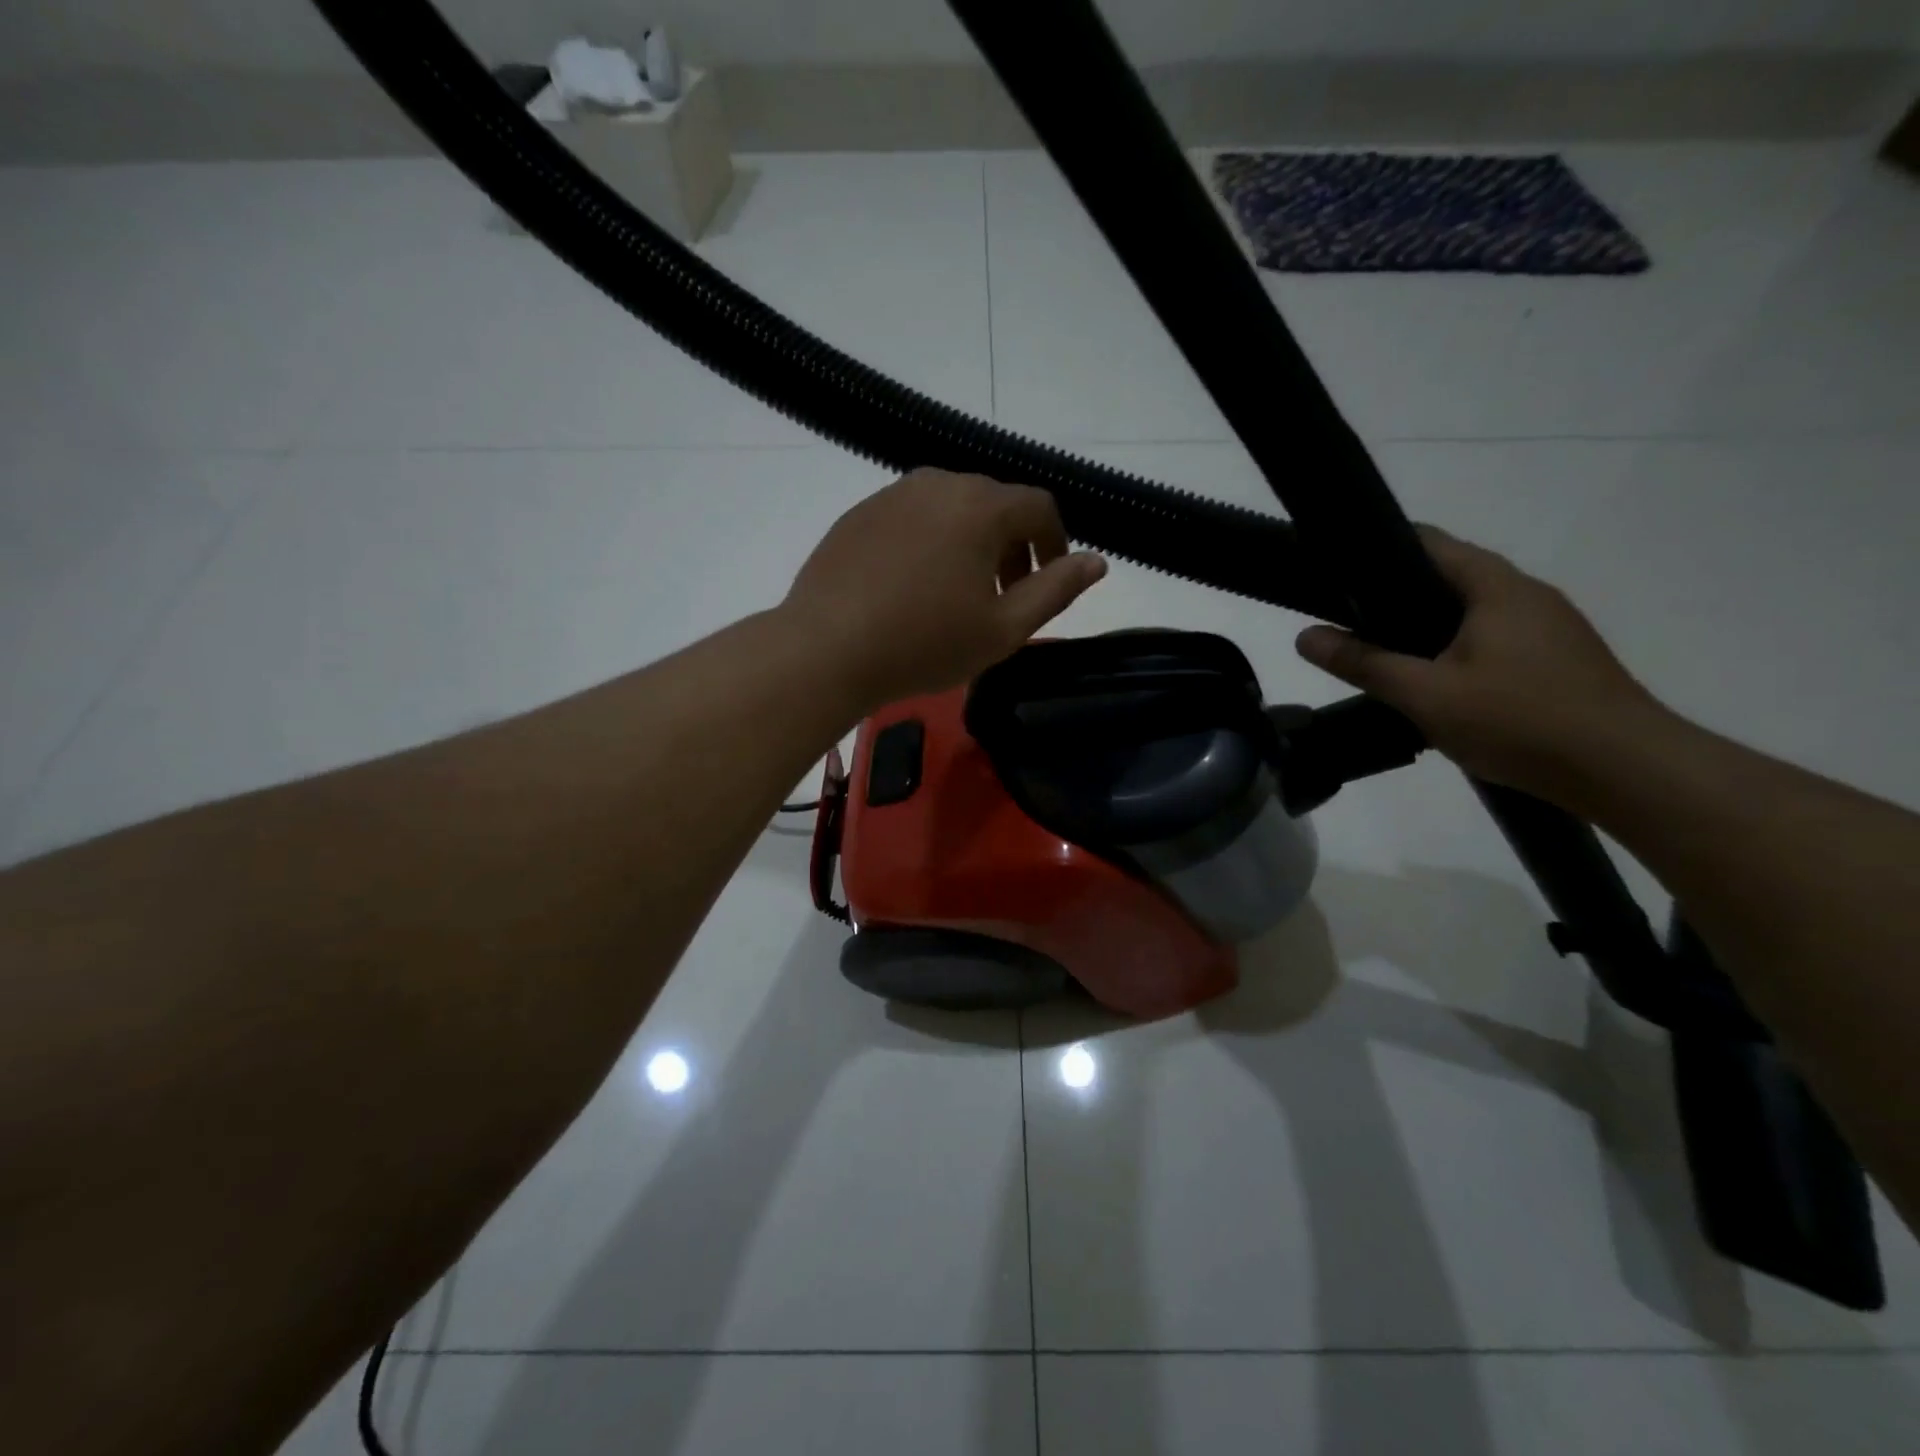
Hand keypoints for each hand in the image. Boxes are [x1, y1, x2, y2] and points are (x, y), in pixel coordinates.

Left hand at [782, 469, 1107, 710]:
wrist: (826, 649)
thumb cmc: (924, 643)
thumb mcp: (1003, 628)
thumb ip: (1056, 590)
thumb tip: (1097, 560)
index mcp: (980, 505)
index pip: (1039, 507)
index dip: (1055, 542)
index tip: (1049, 580)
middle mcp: (938, 484)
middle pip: (994, 504)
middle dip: (1011, 546)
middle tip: (1005, 595)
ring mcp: (892, 495)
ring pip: (951, 509)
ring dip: (971, 544)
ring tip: (960, 594)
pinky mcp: (858, 514)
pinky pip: (912, 518)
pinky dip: (930, 543)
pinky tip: (914, 587)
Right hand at [1296, 527, 1667, 797]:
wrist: (1627, 771)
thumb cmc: (1521, 720)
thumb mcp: (1426, 695)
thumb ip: (1363, 664)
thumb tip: (1304, 636)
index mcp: (1496, 587)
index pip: (1429, 543)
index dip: (1379, 548)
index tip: (1336, 569)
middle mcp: (1527, 594)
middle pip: (1450, 576)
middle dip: (1397, 593)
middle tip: (1347, 620)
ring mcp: (1550, 628)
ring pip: (1472, 611)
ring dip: (1427, 625)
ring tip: (1383, 654)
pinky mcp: (1560, 660)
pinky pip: (1494, 638)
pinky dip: (1456, 648)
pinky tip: (1437, 684)